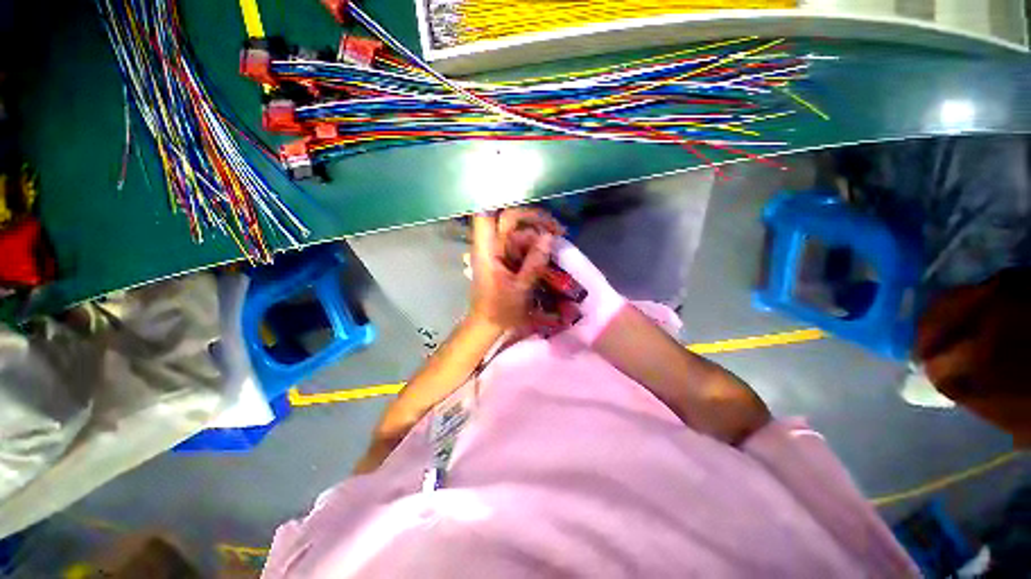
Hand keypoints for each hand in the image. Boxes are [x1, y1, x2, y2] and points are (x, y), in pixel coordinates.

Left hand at [469, 210, 556, 331]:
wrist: (487, 325)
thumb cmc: (500, 310)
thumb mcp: (520, 288)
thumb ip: (534, 263)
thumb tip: (548, 237)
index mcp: (487, 251)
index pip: (489, 215)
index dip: (507, 206)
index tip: (536, 214)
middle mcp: (489, 246)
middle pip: (508, 219)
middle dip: (534, 220)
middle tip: (557, 230)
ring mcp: (495, 252)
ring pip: (515, 231)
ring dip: (535, 233)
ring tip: (557, 240)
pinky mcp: (501, 259)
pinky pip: (517, 244)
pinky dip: (532, 245)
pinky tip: (546, 251)